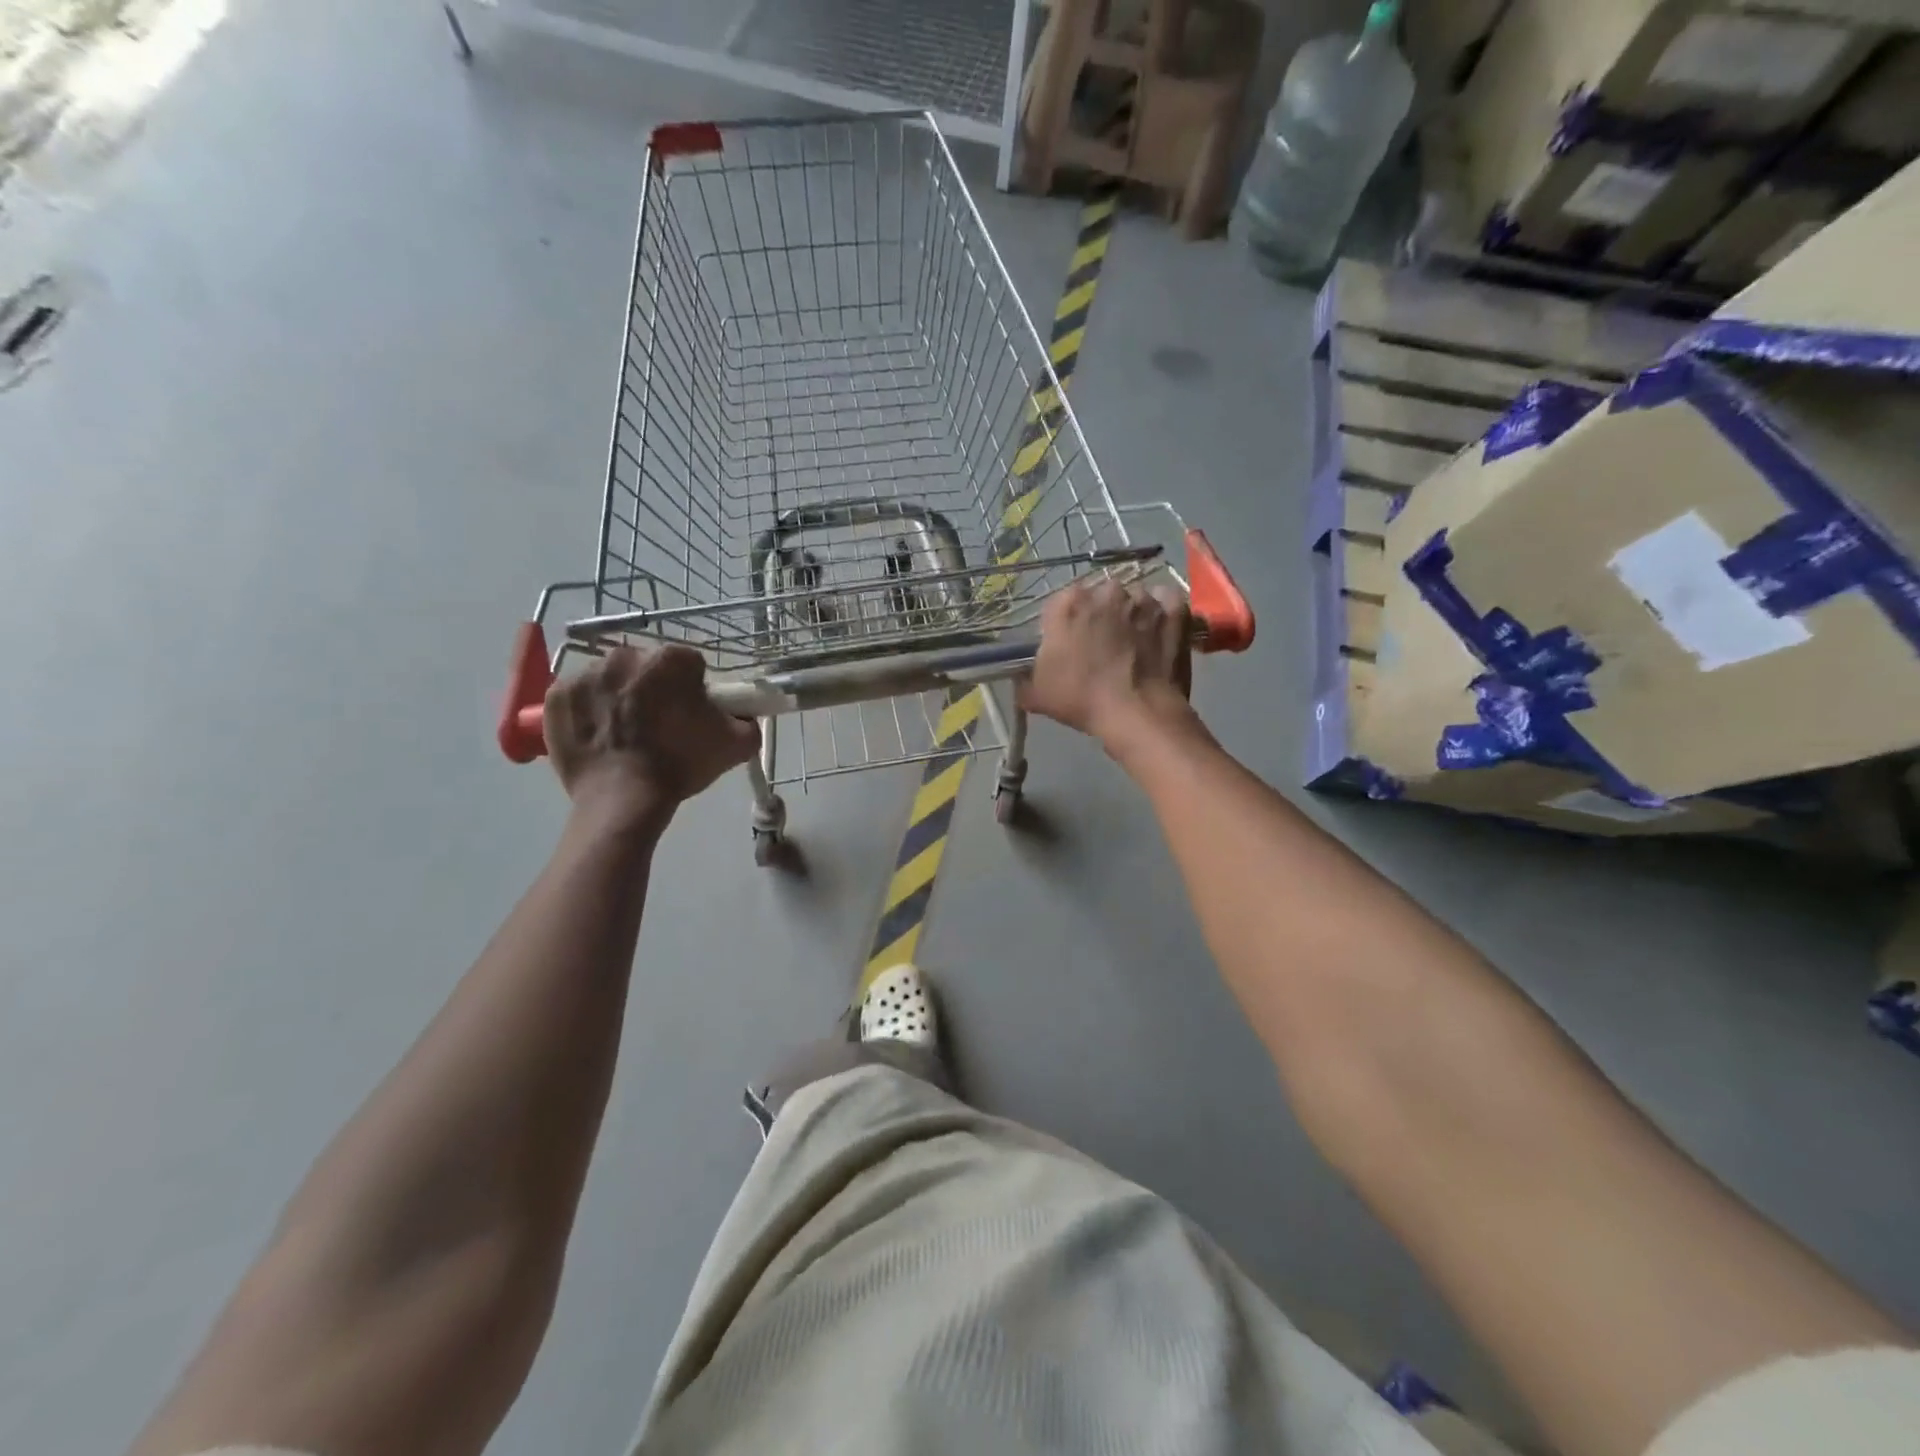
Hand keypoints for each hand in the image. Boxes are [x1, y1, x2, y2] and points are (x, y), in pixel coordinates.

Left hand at [543, 644, 760, 830]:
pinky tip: (598, 736)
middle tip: (658, 726)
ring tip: (625, 734)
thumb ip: (748, 720)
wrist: (624, 800)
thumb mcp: (736, 744)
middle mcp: (625, 656)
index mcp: (669, 660)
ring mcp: (585, 674)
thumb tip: (744, 714)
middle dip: (653, 688)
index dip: (692, 689)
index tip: (690, 714)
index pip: (688, 664)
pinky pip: (578, 696)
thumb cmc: (680, 765)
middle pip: (645, 667)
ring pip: (610, 679)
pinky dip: (587, 711)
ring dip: (619, 697)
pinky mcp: (556, 696)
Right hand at [1019, 578, 1196, 752]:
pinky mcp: (1175, 610)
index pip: (1059, 606)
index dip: (1063, 627)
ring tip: (1134, 644)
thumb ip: (1024, 679)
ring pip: (1133, 599)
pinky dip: (1164, 611)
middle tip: (1102, 647)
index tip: (1068, 648)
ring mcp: (1144, 598)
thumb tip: (1021, 678)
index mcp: (1068, 603)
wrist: (1138, 713)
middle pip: (1098, 598)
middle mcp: (1106, 591)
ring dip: (1132, 614)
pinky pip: (1167, 600)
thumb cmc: (1082, 699)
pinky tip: (1159, 630)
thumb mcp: (1036, 694)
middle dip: (1099, 616)